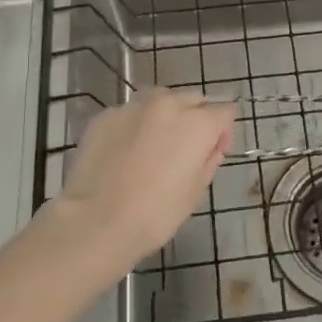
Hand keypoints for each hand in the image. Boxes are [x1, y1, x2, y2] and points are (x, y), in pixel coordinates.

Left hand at [55, 89, 234, 272]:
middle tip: (183, 150)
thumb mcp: (196, 192)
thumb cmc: (155, 214)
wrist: (96, 221)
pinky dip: (134, 126)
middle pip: (193, 100)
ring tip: (153, 145)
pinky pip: (130, 114)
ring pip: (160, 100)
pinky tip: (124, 152)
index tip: (213, 153)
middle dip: (195, 119)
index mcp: (197, 123)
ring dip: (165, 116)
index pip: (224, 112)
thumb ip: (209, 159)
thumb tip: (211, 145)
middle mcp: (168, 105)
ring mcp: (134, 107)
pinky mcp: (106, 115)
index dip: (223, 133)